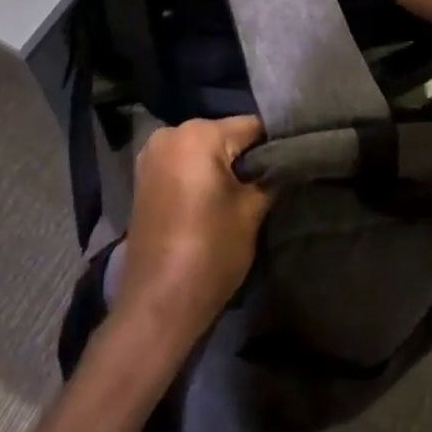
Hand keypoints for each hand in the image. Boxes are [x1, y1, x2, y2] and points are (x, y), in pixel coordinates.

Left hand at [114, 116, 272, 350]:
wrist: (157, 305)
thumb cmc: (210, 251)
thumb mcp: (252, 211)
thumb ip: (270, 176)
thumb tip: (285, 161)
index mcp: (199, 133)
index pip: (252, 126)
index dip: (273, 146)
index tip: (289, 165)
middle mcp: (171, 133)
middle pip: (223, 135)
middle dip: (244, 155)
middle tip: (265, 184)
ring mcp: (151, 155)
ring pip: (202, 149)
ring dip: (220, 166)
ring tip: (239, 195)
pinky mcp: (142, 178)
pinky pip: (182, 164)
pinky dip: (198, 175)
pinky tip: (211, 201)